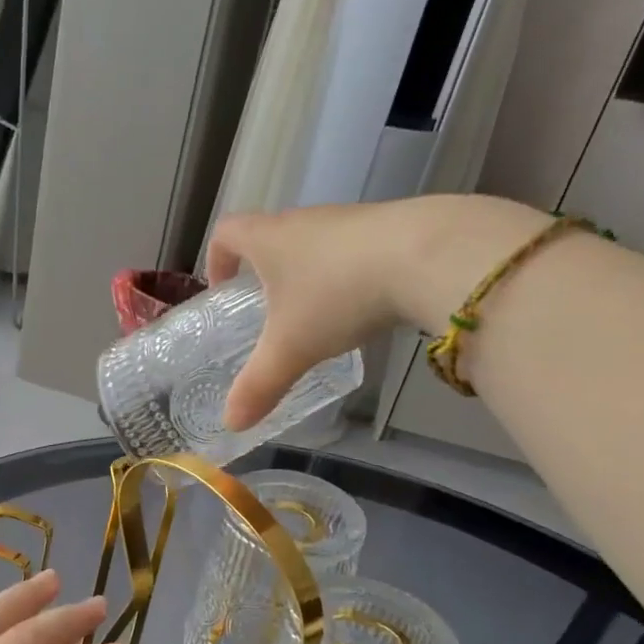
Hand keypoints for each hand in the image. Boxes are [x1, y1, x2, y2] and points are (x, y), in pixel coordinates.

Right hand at [207, 195, 555, 427]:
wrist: (427, 254)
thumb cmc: (338, 295)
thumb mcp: (291, 348)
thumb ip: (259, 386)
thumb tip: (231, 424)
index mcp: (269, 239)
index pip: (227, 232)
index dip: (217, 258)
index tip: (223, 288)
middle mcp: (305, 220)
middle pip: (272, 235)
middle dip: (264, 271)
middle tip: (268, 311)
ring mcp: (350, 220)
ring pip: (315, 243)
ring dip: (308, 272)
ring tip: (316, 314)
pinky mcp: (390, 226)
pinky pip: (354, 249)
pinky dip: (347, 274)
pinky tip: (363, 305)